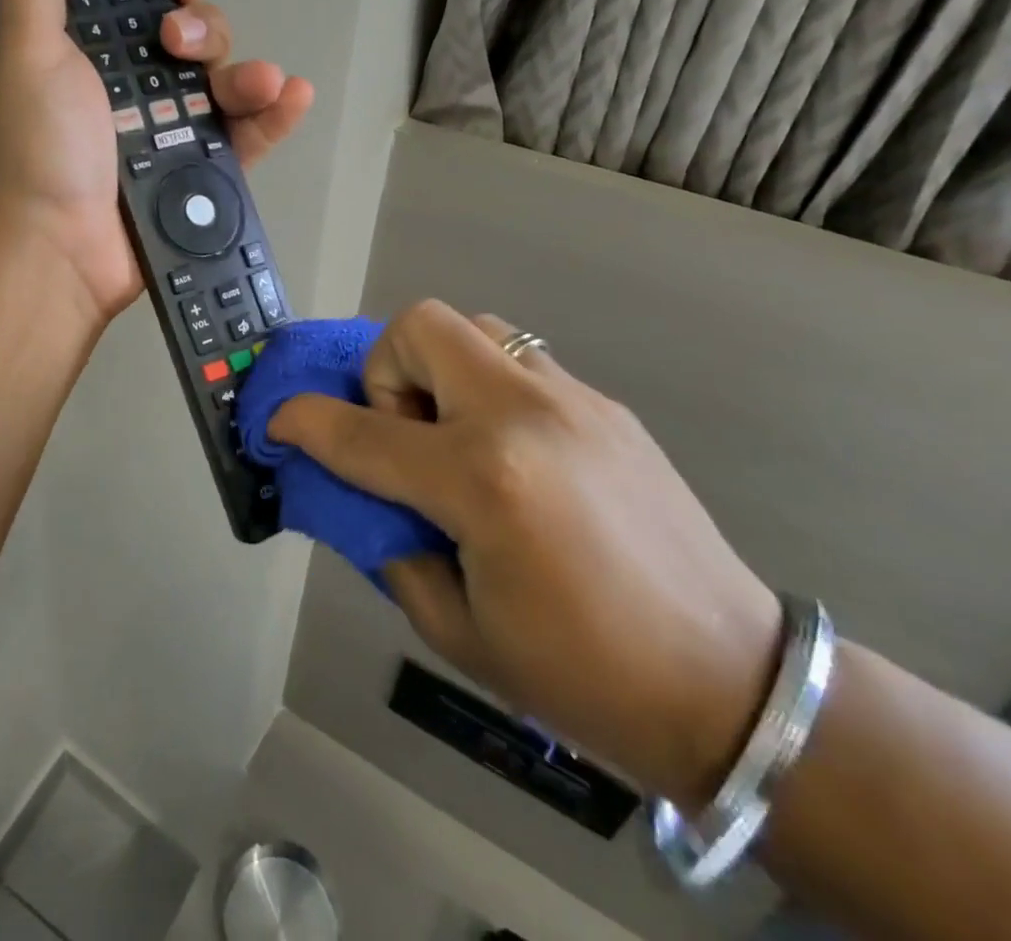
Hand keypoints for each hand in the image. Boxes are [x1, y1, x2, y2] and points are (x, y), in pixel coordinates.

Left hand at [0, 0, 313, 322]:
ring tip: (261, 82)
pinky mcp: (201, 179)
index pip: (142, 6)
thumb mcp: (26, 52)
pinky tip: (293, 95)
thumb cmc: (38, 145)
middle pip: (194, 42)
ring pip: (226, 88)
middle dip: (203, 30)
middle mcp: (135, 93)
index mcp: (94, 59)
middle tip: (181, 47)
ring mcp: (171, 137)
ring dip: (247, 73)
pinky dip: (273, 118)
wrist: (54, 247)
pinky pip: (246, 140)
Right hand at [269, 300, 780, 808]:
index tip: (278, 421)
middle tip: (402, 435)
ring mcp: (572, 400)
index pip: (362, 434)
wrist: (732, 684)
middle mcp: (523, 416)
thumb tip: (363, 496)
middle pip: (422, 326)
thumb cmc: (582, 676)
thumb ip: (391, 546)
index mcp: (482, 481)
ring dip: (439, 370)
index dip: (305, 422)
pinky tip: (510, 455)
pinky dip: (487, 389)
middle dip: (385, 371)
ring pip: (475, 328)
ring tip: (453, 438)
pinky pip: (520, 361)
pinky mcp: (604, 405)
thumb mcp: (457, 629)